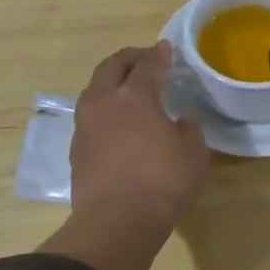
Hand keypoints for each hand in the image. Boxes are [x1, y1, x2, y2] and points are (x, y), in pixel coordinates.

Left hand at [70, 42, 207, 227]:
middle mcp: (105, 102)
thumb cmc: (163, 182)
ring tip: (125, 88)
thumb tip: (180, 121)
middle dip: (128, 58)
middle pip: (111, 67)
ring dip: (110, 82)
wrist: (116, 221)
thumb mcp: (193, 153)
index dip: (158, 55)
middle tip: (143, 59)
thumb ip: (188, 130)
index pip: (148, 65)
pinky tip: (115, 121)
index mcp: (136, 96)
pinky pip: (89, 116)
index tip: (165, 48)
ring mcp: (85, 125)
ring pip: (94, 90)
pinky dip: (103, 109)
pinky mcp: (76, 149)